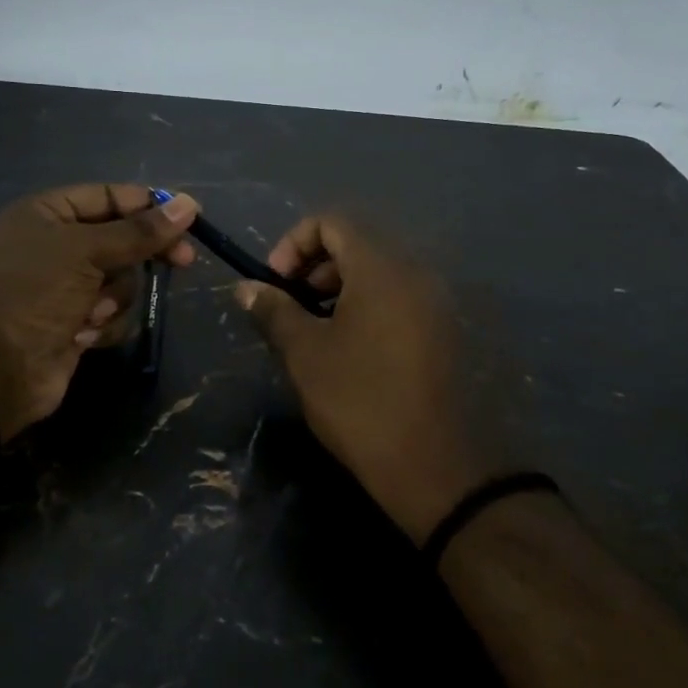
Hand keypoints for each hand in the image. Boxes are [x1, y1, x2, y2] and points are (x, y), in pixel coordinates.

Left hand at [0, 184, 198, 438]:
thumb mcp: (87, 252)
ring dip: (115, 297)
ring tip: (93, 312)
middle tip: (184, 261)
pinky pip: (113, 311)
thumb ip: (140, 231)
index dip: (147, 205)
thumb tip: (189, 205)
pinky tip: (83, 334)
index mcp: (46, 214)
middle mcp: (55, 244)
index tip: (188, 216)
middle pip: (120, 238)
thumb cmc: (36, 294)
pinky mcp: (76, 320)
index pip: (107, 196)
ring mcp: (65, 286)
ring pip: (121, 278)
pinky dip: (105, 322)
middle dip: (142, 254)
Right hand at [236, 214, 485, 541]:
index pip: (333, 223)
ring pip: (377, 274)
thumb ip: (273, 310)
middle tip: (290, 306)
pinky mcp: (441, 332)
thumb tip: (246, 288)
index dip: (294, 243)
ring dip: (337, 289)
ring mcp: (433, 304)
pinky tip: (347, 348)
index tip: (275, 283)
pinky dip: (365, 307)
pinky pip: (397, 299)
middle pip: (357, 245)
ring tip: (314, 330)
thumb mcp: (304, 353)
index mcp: (381, 268)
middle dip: (314, 267)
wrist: (430, 464)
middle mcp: (414, 274)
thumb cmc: (359, 400)